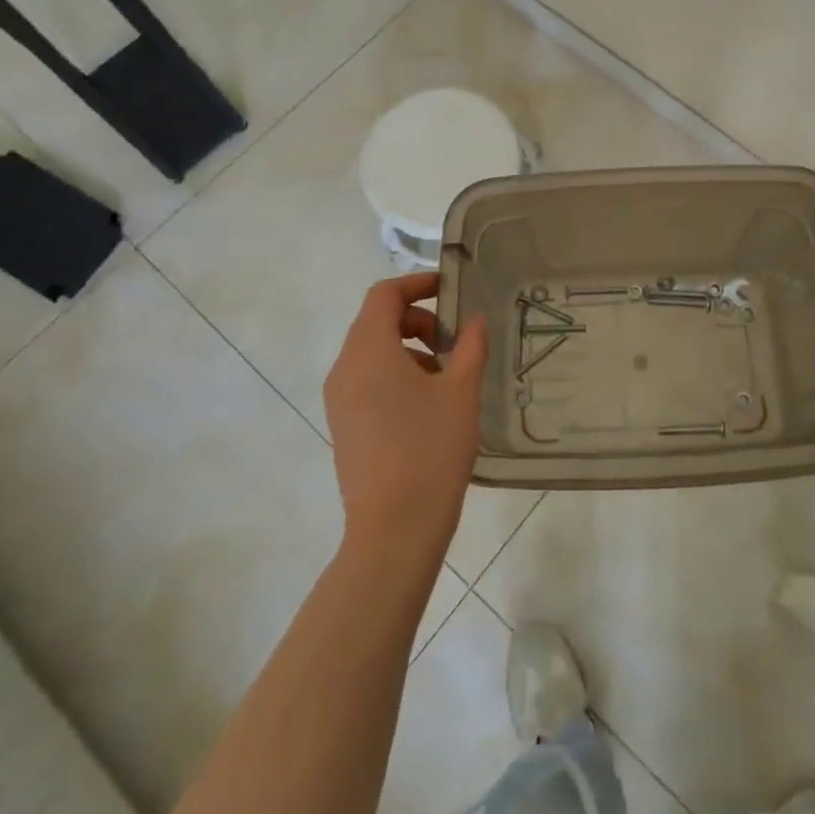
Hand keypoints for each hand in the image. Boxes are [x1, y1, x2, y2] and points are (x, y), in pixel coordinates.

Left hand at [324, 272, 487, 561]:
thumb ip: (470, 347)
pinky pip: (367, 380)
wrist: (394, 529)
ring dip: (409, 348)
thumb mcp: (461, 392)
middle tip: (454, 341)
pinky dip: (396, 374)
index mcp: (369, 351)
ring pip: (372, 352)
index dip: (417, 284)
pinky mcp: (343, 425)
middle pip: (376, 321)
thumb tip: (475, 321)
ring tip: (447, 377)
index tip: (449, 289)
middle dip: (417, 320)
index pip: (384, 295)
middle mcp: (344, 369)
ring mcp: (339, 400)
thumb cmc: (430, 450)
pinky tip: (428, 405)